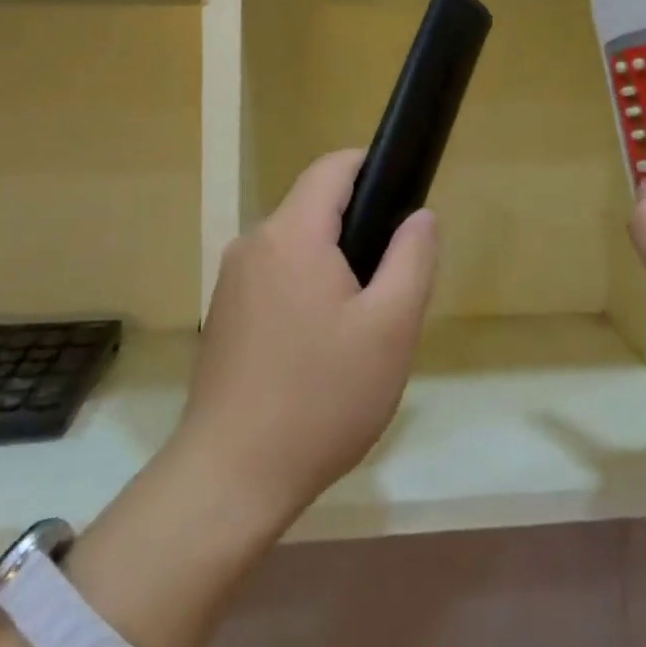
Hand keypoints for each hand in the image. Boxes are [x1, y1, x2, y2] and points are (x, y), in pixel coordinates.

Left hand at [171, 150, 438, 529]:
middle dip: (360, 230)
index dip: (373, 167)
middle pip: (316, 208)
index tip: (405, 197)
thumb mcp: (390, 328)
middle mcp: (254, 243)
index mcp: (292, 234)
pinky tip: (323, 349)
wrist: (230, 479)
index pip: (333, 167)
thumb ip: (412, 258)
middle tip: (393, 287)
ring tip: (362, 327)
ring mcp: (233, 280)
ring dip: (336, 266)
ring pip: (298, 246)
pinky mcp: (225, 314)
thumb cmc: (321, 398)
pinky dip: (308, 290)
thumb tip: (420, 215)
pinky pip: (278, 277)